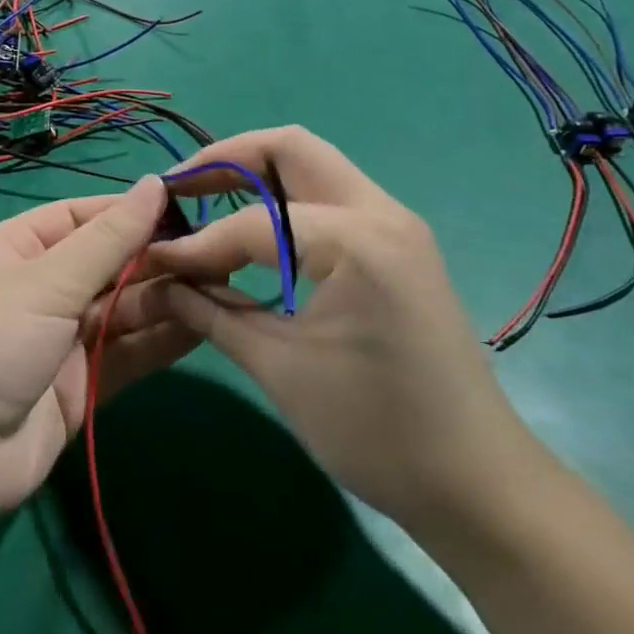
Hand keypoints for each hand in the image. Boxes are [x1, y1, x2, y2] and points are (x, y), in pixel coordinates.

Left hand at [0, 177, 194, 529]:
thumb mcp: (45, 282)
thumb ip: (108, 240)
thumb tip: (154, 183)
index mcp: (17, 248)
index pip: (82, 217)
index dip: (131, 212)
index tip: (188, 207)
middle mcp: (40, 288)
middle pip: (108, 264)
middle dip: (156, 258)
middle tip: (218, 252)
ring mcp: (60, 340)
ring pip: (122, 309)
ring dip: (166, 298)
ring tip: (223, 284)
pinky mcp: (80, 387)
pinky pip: (126, 354)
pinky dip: (161, 341)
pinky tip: (205, 325)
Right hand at [146, 127, 553, 542]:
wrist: (480, 485)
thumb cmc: (377, 432)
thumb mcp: (280, 369)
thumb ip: (211, 312)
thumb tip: (155, 281)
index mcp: (356, 242)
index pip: (253, 223)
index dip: (197, 242)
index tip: (152, 260)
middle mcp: (380, 213)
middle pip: (289, 148)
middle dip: (226, 160)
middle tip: (178, 189)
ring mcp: (395, 224)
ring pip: (312, 165)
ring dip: (255, 174)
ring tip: (204, 201)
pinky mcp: (397, 244)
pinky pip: (329, 197)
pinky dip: (283, 200)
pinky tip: (253, 232)